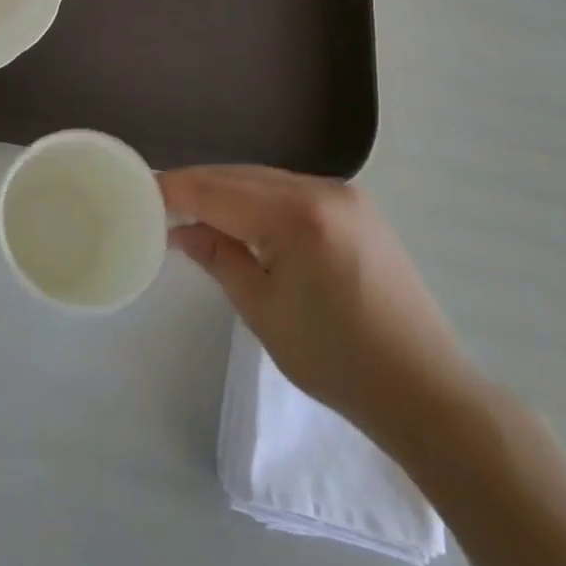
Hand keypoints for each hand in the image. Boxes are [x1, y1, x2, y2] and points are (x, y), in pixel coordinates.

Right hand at [163, 167, 486, 457]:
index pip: (216, 190)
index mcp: (295, 215)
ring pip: (265, 180)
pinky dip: (259, 200)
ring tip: (193, 212)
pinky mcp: (357, 209)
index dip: (174, 189)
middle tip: (160, 205)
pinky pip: (291, 191)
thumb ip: (217, 256)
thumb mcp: (261, 309)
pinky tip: (241, 218)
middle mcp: (321, 189)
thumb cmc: (336, 360)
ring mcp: (344, 195)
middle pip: (239, 176)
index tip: (139, 192)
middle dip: (197, 187)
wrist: (426, 390)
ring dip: (227, 192)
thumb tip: (180, 229)